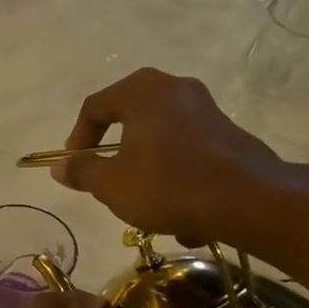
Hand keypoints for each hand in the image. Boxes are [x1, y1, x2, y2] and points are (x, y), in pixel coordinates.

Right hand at [52, 67, 303, 255]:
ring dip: (147, 173)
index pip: (95, 106)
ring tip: (144, 208)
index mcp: (142, 91)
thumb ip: (83, 171)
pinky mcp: (228, 135)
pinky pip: (188, 154)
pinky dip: (176, 179)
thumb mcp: (111, 184)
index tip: (74, 167)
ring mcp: (206, 110)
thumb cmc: (167, 184)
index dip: (78, 138)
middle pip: (130, 120)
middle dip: (116, 156)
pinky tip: (181, 218)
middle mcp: (175, 89)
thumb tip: (61, 167)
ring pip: (160, 141)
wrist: (247, 200)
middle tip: (106, 181)